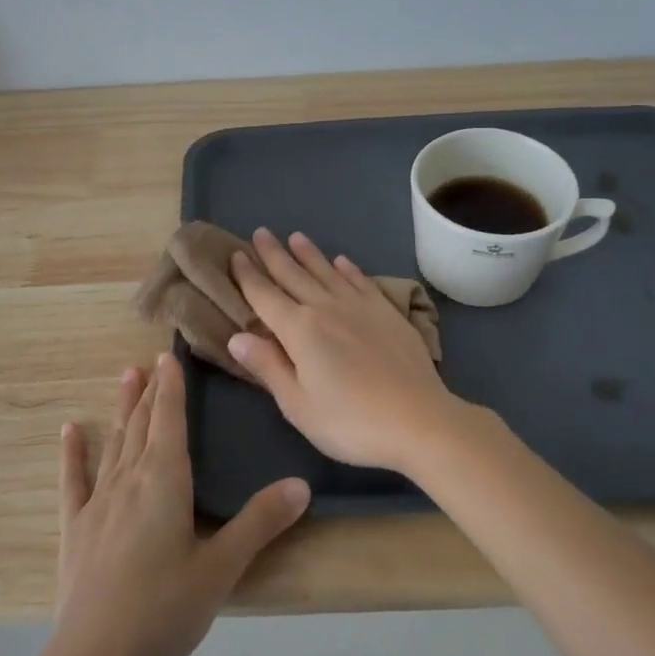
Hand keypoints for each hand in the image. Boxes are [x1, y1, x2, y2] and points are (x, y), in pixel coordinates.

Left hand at [52, 354, 310, 655]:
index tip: (169, 356)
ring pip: (114, 443)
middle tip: (151, 361)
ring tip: (125, 377)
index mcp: (165, 480)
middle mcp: (129, 479)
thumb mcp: (222, 568)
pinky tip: (69, 430)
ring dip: (122, 409)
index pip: (170, 420)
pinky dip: (73, 453)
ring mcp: (98, 503)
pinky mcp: (75, 529)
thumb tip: (302, 485)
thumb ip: (260, 523)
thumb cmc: (165, 610)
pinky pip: (74, 480)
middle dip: (150, 391)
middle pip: (142, 424)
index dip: (171, 387)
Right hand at [229, 229, 468, 474]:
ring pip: (326, 272)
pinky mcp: (386, 312)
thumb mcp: (298, 405)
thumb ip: (267, 366)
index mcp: (298, 330)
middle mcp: (325, 308)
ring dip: (309, 254)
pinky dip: (348, 269)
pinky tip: (342, 261)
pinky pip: (361, 281)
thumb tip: (235, 337)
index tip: (236, 254)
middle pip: (293, 275)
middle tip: (260, 233)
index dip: (248, 276)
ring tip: (296, 237)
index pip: (264, 296)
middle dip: (273, 254)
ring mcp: (359, 306)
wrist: (419, 420)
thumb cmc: (350, 422)